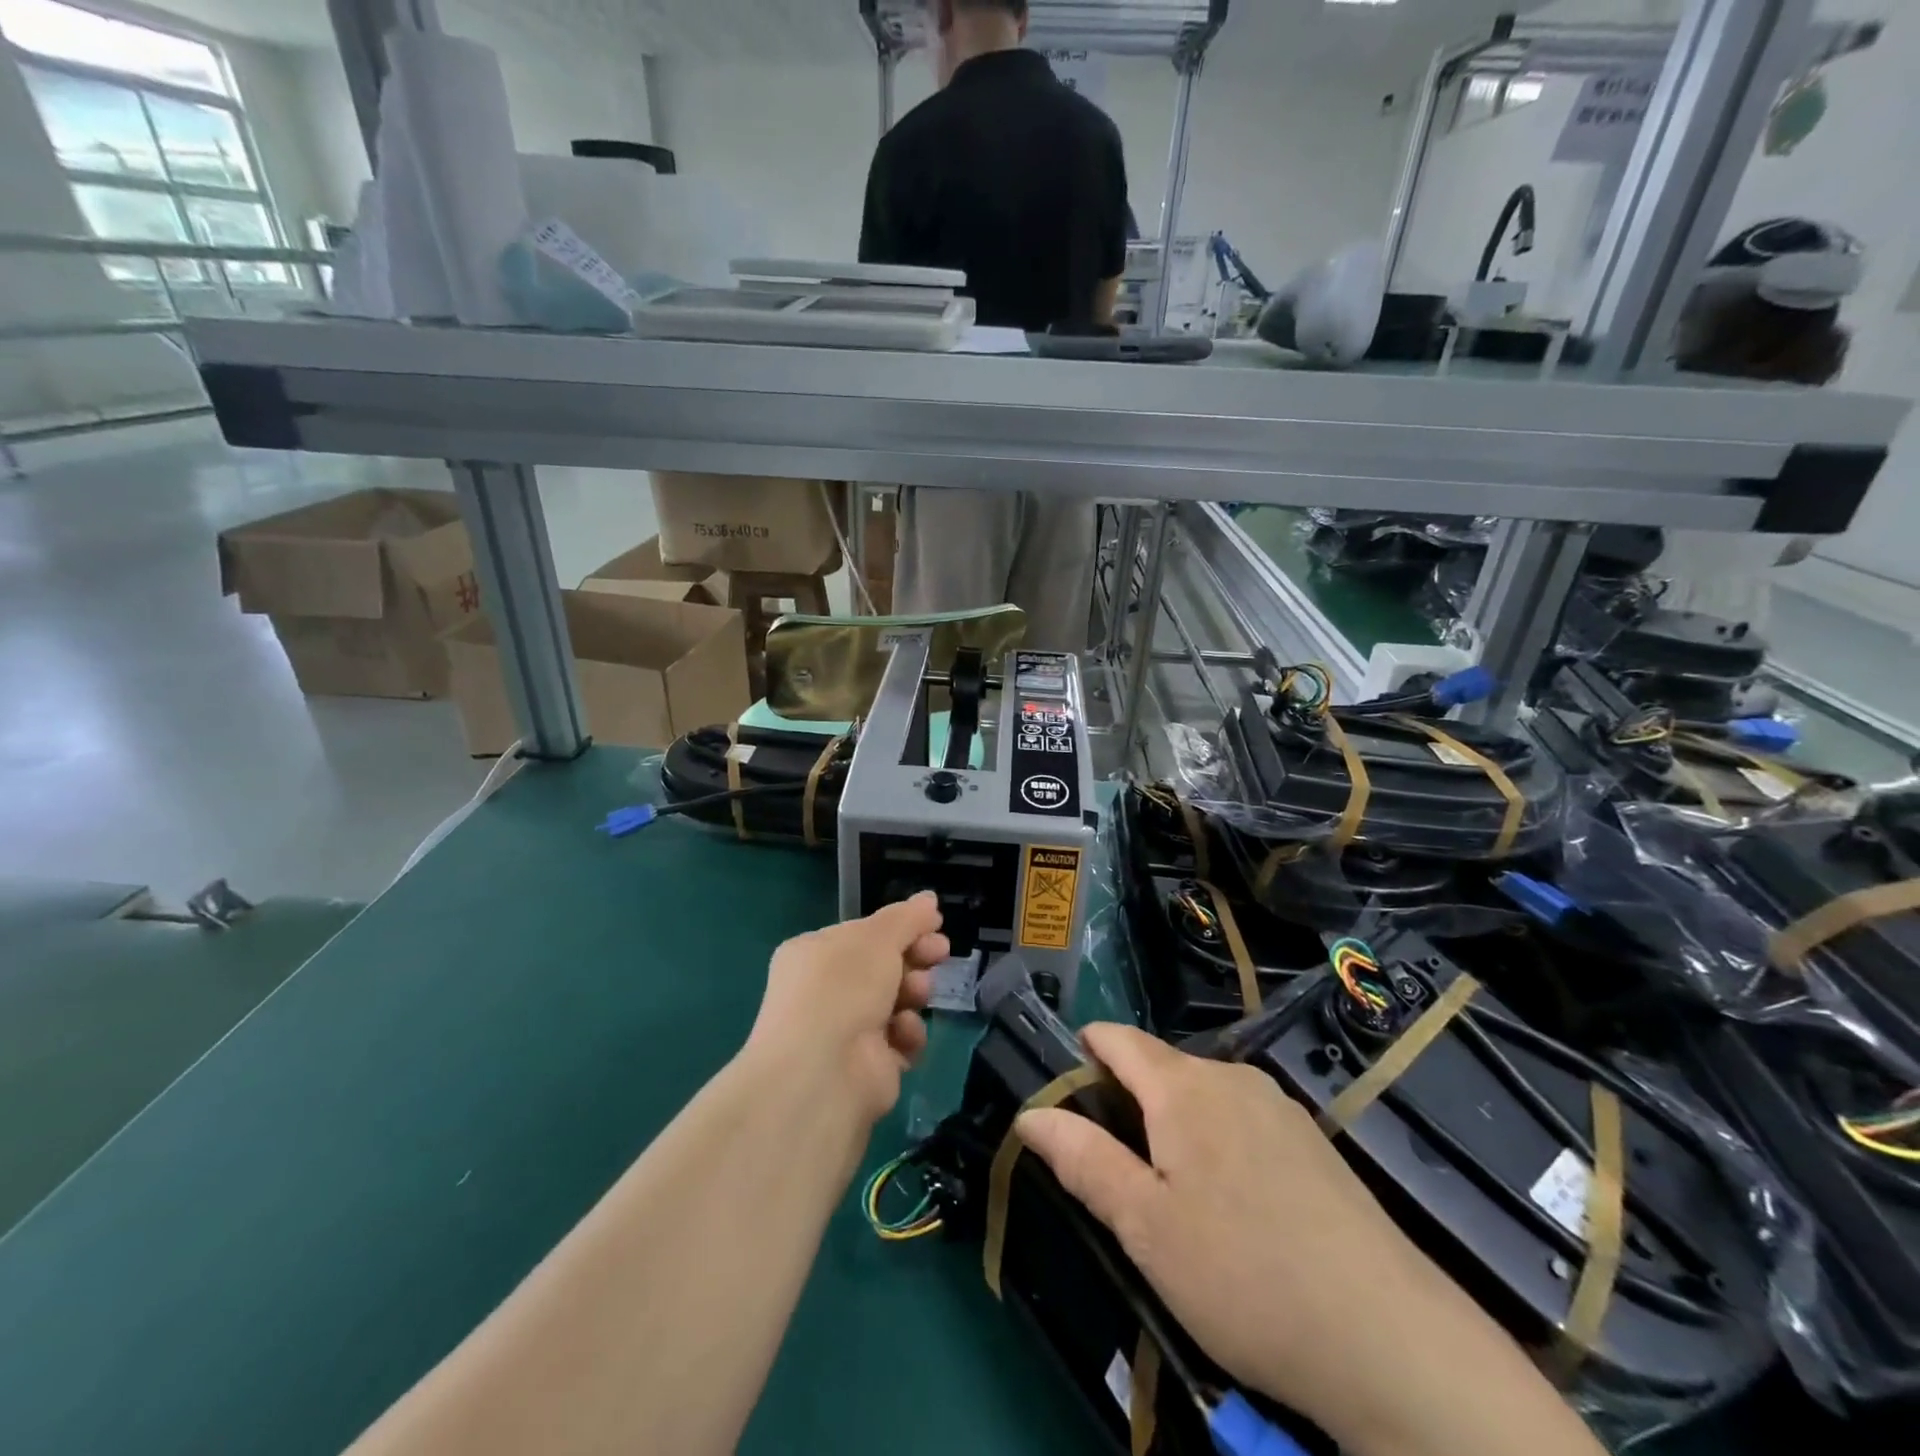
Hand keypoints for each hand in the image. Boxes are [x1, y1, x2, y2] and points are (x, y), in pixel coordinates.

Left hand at [747, 893, 949, 1123]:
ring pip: (896, 1001)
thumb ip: (907, 918)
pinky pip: (899, 1039)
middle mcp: (825, 991)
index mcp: (815, 954)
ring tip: (918, 994)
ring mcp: (845, 1031)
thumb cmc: (843, 988)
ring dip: (913, 994)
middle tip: (940, 953)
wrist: (824, 1073)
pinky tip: (905, 1032)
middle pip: (883, 967)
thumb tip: (929, 898)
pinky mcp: (867, 1066)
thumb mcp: (877, 938)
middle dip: (914, 958)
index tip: (935, 925)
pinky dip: (908, 1034)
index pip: (864, 934)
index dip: (901, 928)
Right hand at [1016, 1024, 1587, 1455]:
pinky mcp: (1313, 1142)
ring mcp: (1279, 1107)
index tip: (1066, 1083)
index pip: (1119, 1038)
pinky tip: (1233, 1205)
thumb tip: (1030, 1113)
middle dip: (1128, 1098)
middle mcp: (1231, 1077)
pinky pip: (1243, 1119)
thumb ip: (1083, 1160)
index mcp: (1182, 1087)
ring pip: (1204, 1094)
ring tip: (1170, 1190)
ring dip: (1174, 1122)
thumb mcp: (1144, 1226)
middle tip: (1114, 1165)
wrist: (1387, 1337)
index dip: (1086, 1049)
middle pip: (1161, 1066)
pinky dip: (1217, 1140)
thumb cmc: (1242, 1274)